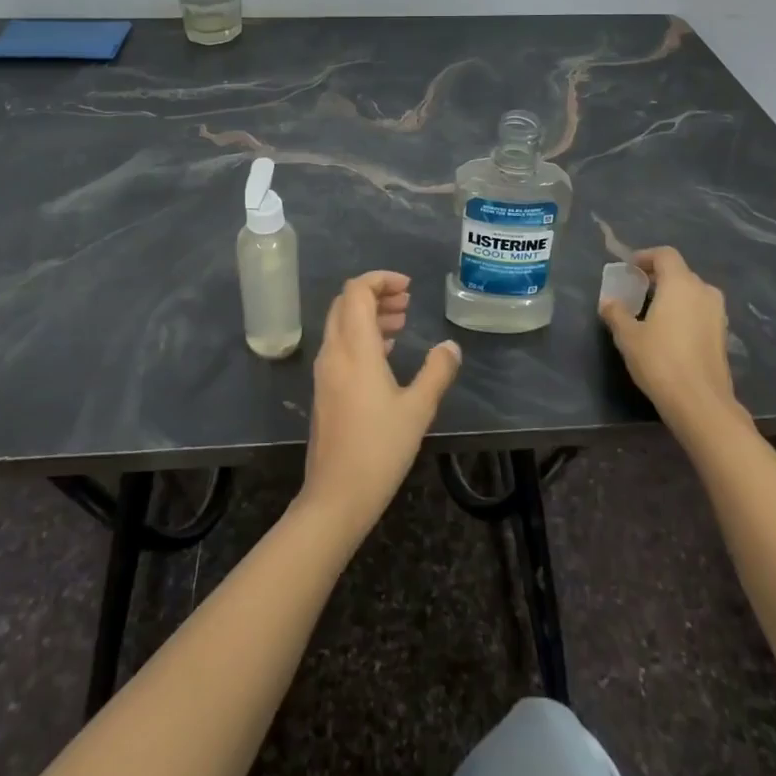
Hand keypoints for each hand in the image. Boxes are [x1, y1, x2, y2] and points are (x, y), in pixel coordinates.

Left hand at [298, 272, 461, 539]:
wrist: (336, 496)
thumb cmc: (379, 449)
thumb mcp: (418, 409)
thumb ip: (436, 372)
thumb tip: (450, 347)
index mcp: (354, 348)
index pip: (356, 291)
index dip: (380, 279)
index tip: (408, 287)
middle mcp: (333, 352)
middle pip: (346, 303)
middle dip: (376, 294)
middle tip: (406, 302)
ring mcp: (325, 372)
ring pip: (341, 324)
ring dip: (369, 315)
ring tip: (401, 322)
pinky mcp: (324, 390)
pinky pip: (340, 345)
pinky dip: (361, 336)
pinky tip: (385, 353)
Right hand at [600, 247, 737, 438]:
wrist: (701, 403)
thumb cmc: (660, 361)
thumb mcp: (628, 336)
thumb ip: (616, 313)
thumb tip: (608, 302)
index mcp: (681, 283)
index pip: (665, 255)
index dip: (645, 257)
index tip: (630, 269)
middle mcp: (703, 291)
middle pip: (680, 273)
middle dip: (658, 277)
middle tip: (637, 291)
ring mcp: (718, 314)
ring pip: (692, 293)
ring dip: (673, 296)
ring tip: (652, 312)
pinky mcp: (723, 335)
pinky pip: (701, 311)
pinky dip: (685, 313)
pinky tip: (670, 333)